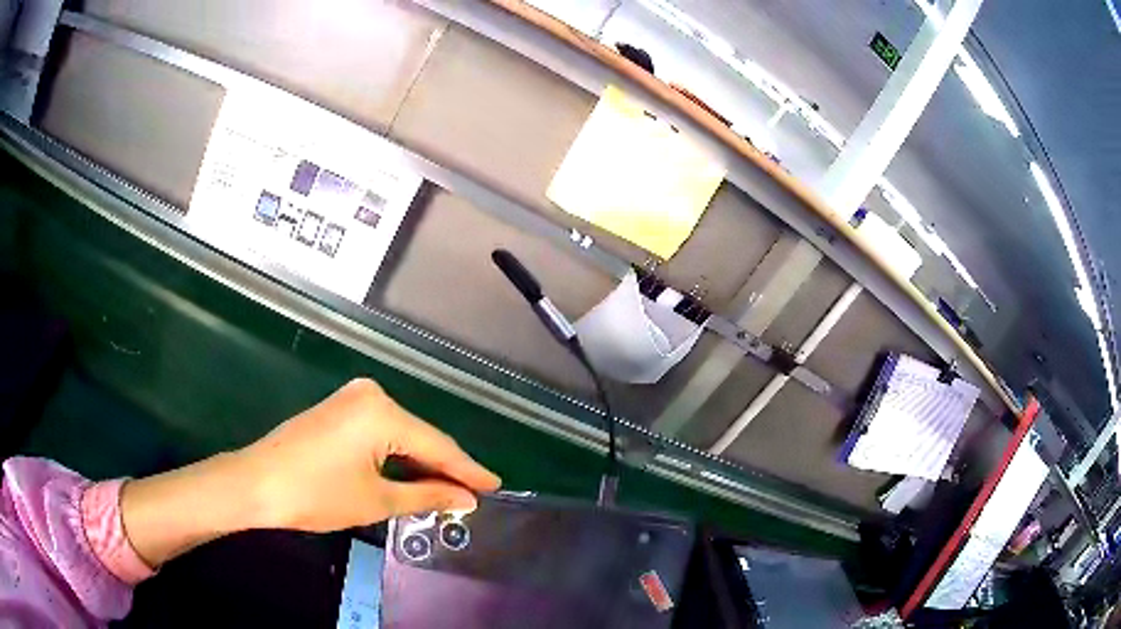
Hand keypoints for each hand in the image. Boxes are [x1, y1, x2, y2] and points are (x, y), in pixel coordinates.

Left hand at [239, 378, 500, 531]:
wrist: (256, 483)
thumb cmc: (316, 494)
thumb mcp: (376, 500)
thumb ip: (427, 495)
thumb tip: (466, 500)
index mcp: (382, 411)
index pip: (438, 445)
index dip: (468, 470)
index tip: (496, 487)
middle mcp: (371, 394)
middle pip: (420, 437)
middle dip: (445, 468)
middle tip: (473, 495)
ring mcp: (351, 398)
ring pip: (401, 435)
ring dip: (421, 463)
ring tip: (449, 490)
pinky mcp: (339, 409)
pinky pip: (381, 432)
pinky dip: (398, 455)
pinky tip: (412, 474)